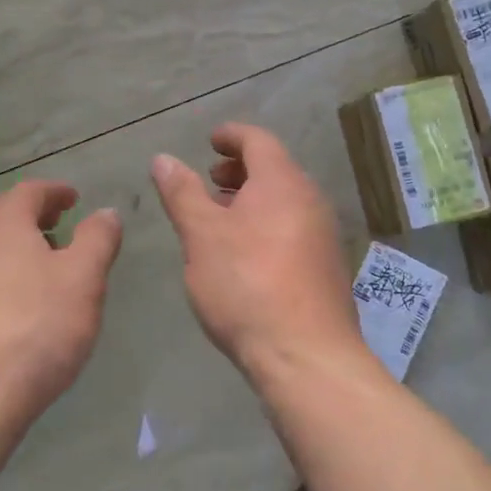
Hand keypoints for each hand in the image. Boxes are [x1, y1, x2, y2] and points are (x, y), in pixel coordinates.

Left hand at [0, 181, 122, 422]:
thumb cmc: (37, 328)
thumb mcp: (84, 279)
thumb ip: (98, 239)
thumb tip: (106, 212)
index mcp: (4, 226)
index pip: (29, 191)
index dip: (54, 191)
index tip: (74, 199)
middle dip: (28, 212)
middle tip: (56, 224)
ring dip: (11, 242)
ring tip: (42, 264)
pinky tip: (18, 301)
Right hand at [151, 123, 363, 377]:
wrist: (306, 355)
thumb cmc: (247, 284)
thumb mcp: (202, 236)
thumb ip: (182, 193)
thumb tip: (164, 159)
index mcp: (282, 183)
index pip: (258, 140)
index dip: (231, 136)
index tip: (210, 141)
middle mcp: (310, 200)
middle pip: (274, 169)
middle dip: (239, 170)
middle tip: (209, 180)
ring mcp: (323, 235)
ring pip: (284, 201)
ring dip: (251, 199)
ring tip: (220, 218)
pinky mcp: (326, 268)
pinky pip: (293, 228)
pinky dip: (266, 225)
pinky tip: (244, 255)